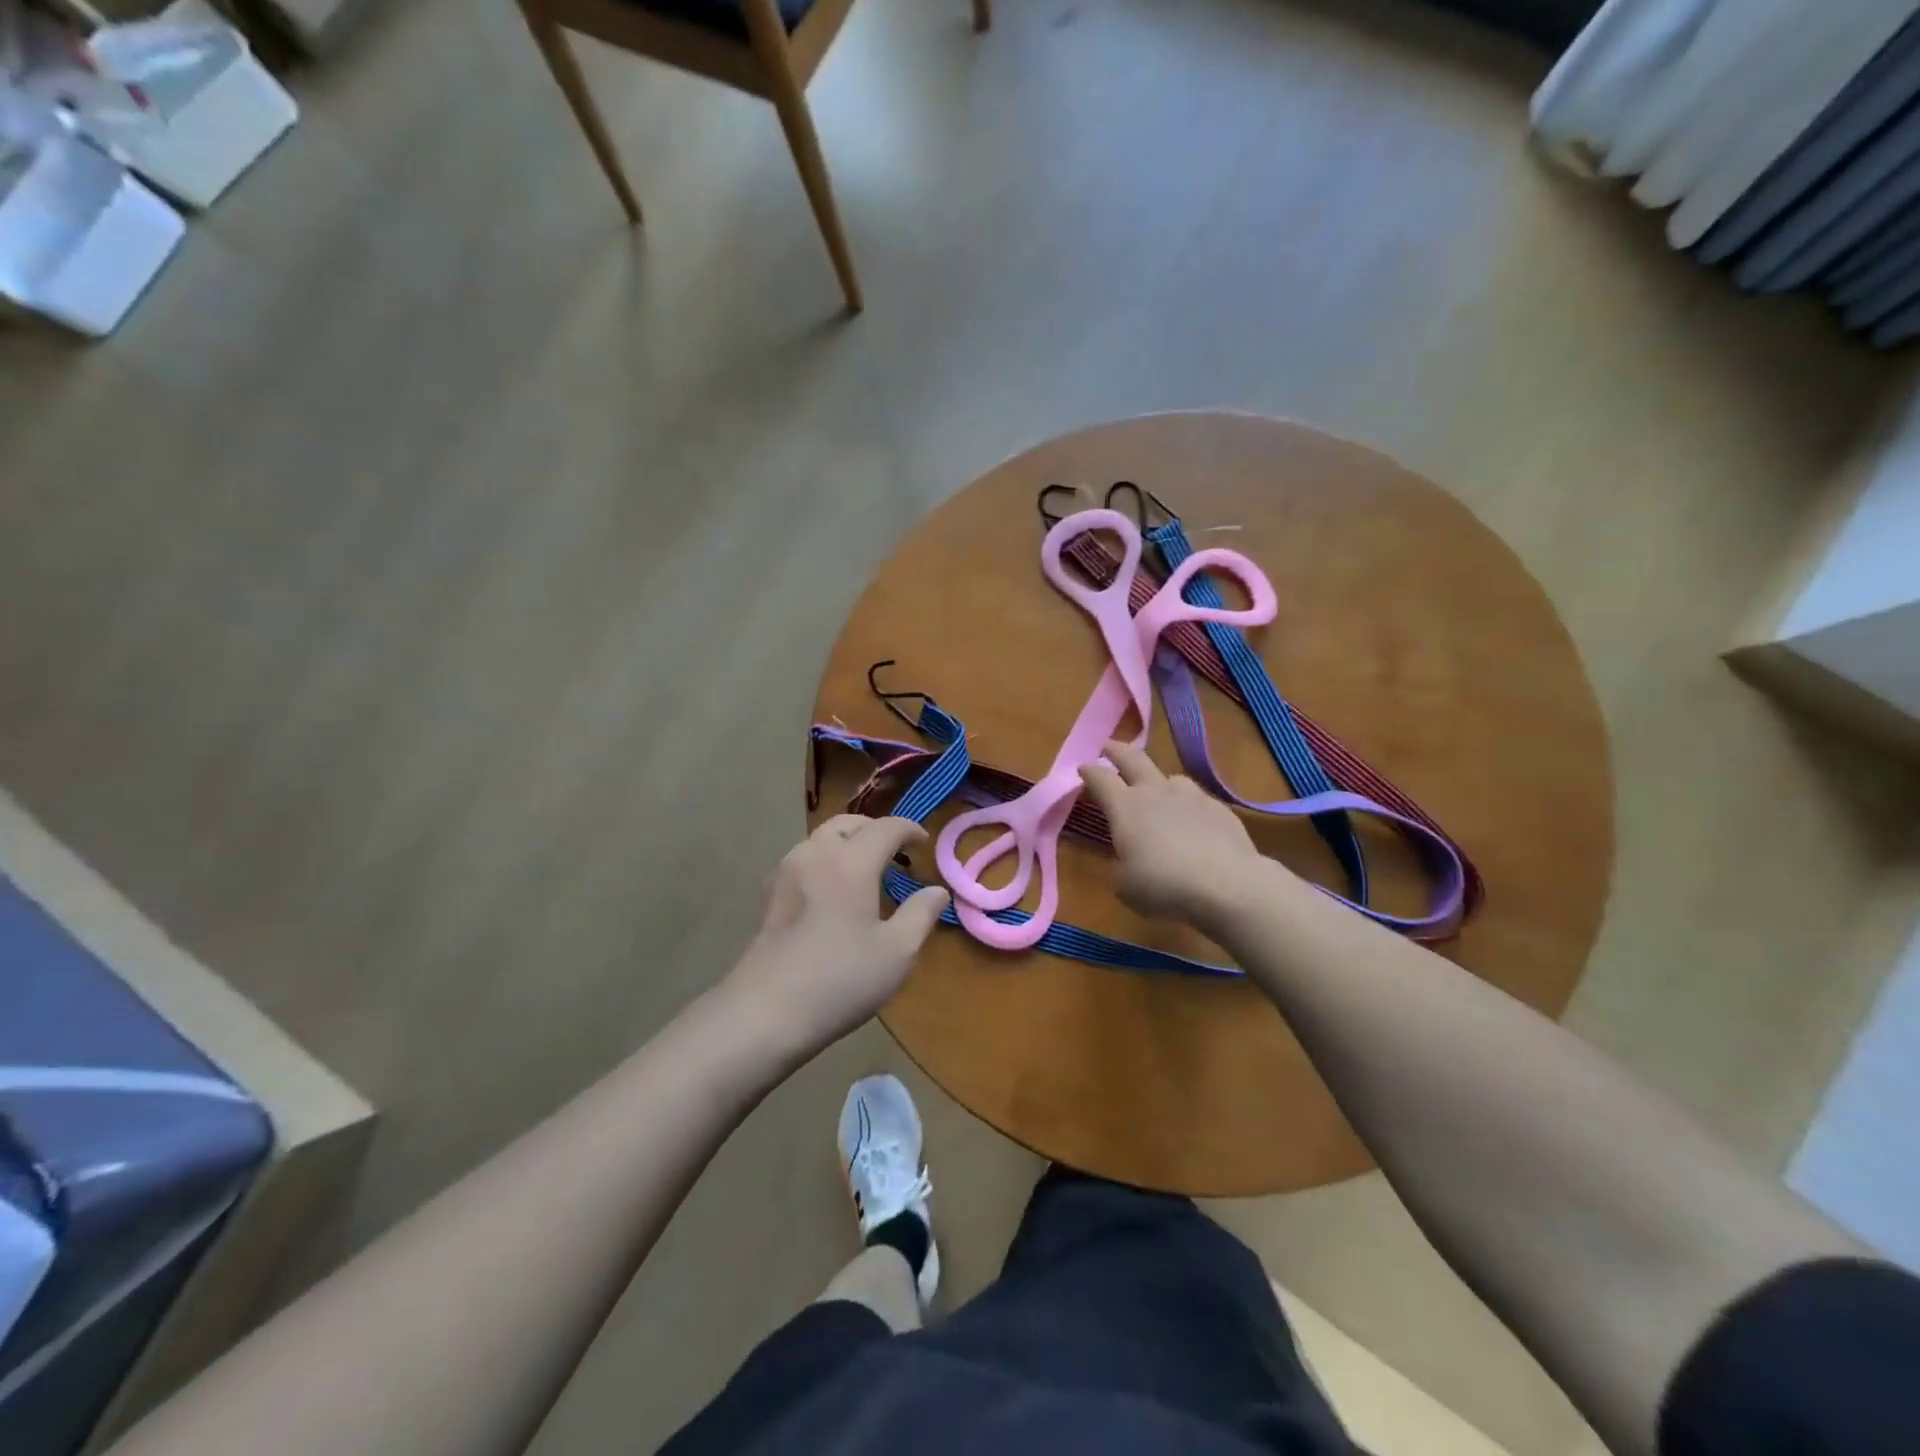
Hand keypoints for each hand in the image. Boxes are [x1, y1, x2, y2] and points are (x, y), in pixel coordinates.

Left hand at [725, 816, 949, 1053]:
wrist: (765, 1012)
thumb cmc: (840, 979)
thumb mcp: (897, 952)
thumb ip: (921, 914)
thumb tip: (937, 891)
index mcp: (851, 862)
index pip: (885, 828)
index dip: (909, 829)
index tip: (924, 842)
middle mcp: (815, 855)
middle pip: (847, 824)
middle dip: (874, 830)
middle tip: (895, 851)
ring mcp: (786, 873)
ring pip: (820, 839)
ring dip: (847, 843)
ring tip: (865, 869)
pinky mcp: (770, 896)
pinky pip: (803, 860)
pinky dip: (825, 860)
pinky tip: (831, 890)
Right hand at [1077, 741, 1268, 925]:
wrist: (1228, 886)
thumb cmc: (1164, 886)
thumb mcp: (1125, 885)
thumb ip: (1119, 865)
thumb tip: (1124, 857)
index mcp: (1125, 807)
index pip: (1100, 778)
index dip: (1089, 771)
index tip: (1082, 768)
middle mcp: (1155, 792)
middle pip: (1133, 759)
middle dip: (1117, 751)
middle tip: (1108, 747)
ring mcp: (1191, 796)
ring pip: (1169, 777)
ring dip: (1157, 781)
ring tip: (1157, 792)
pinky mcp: (1219, 808)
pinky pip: (1196, 799)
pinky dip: (1186, 806)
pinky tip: (1192, 824)